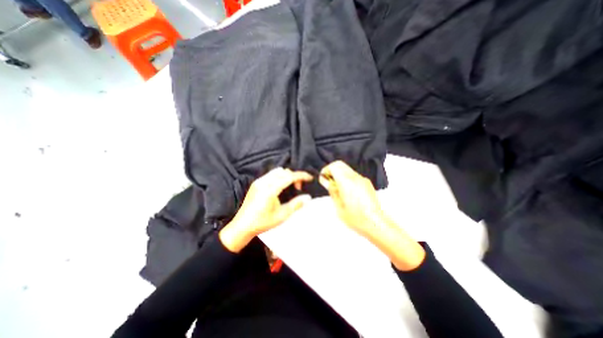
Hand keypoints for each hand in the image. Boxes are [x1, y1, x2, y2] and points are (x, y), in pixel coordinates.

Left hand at [218, 168, 309, 252]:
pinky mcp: (256, 183)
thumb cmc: (262, 222)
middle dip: (294, 176)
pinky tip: (280, 187)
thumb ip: (296, 204)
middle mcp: (264, 182)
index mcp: (270, 189)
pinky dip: (279, 176)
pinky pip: (270, 174)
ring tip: (290, 187)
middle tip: (299, 188)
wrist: (242, 226)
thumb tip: (308, 197)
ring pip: (277, 171)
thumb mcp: (282, 215)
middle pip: (284, 172)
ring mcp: (258, 181)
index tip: (310, 178)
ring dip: (287, 175)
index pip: (289, 176)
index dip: (301, 176)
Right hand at [317, 162, 383, 237]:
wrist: (376, 223)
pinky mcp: (367, 183)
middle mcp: (355, 177)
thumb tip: (327, 181)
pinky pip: (354, 175)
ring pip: (347, 169)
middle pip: (340, 164)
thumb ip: (332, 191)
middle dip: (332, 170)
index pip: (334, 166)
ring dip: (339, 174)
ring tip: (337, 188)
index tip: (323, 178)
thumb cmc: (355, 218)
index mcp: (346, 182)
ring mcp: (362, 179)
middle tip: (328, 182)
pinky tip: (347, 191)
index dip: (326, 170)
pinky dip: (346, 177)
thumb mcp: (338, 206)